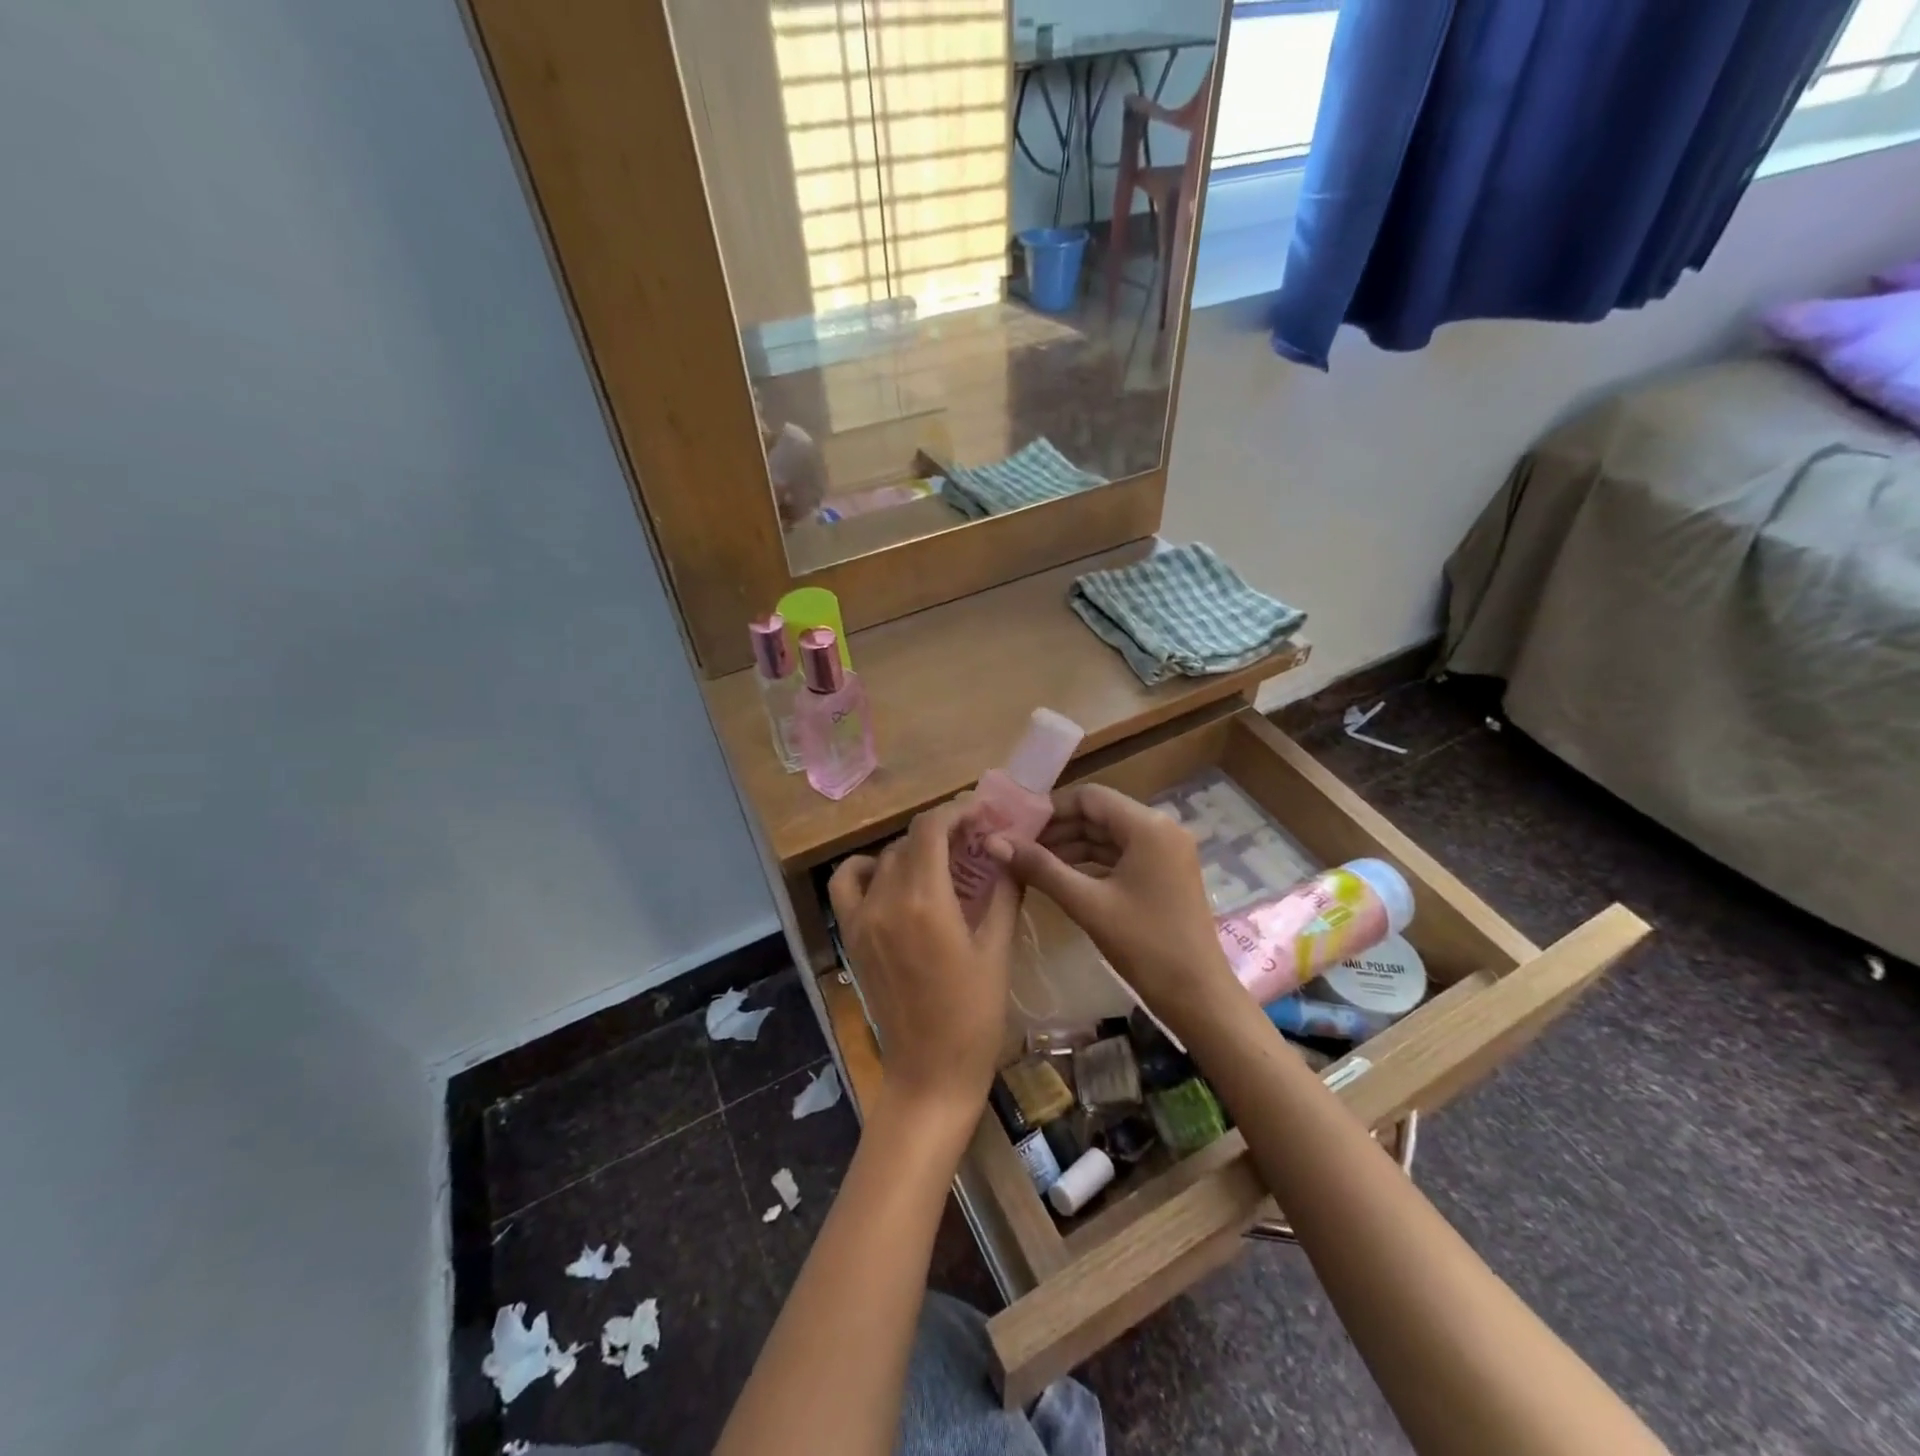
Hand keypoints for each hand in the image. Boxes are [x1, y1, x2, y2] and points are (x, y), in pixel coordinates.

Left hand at [828, 801, 1019, 1131]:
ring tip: (941, 860)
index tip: (982, 812)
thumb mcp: (997, 950)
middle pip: (910, 840)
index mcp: (925, 901)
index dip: (957, 811)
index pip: (932, 829)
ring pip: (884, 858)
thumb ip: (1003, 892)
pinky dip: (866, 869)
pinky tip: (892, 878)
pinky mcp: (851, 936)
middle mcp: (886, 900)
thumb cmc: (974, 1016)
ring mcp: (862, 918)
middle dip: (944, 830)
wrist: (929, 1074)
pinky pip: (847, 884)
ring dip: (913, 849)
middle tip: (976, 839)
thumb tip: (1007, 851)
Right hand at [990, 783, 1240, 1043]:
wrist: (1198, 996)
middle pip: (1099, 814)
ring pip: (1108, 836)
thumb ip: (1040, 868)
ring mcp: (1165, 852)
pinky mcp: (1164, 873)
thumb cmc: (1145, 945)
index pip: (1089, 797)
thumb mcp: (1087, 904)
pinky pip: (1120, 855)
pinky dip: (1090, 863)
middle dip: (1057, 829)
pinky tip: (1060, 877)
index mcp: (1148, 826)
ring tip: (1029, 863)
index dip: (1050, 808)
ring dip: (1071, 846)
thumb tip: (994, 842)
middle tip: (1016, 846)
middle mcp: (1161, 828)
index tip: (1016, 826)